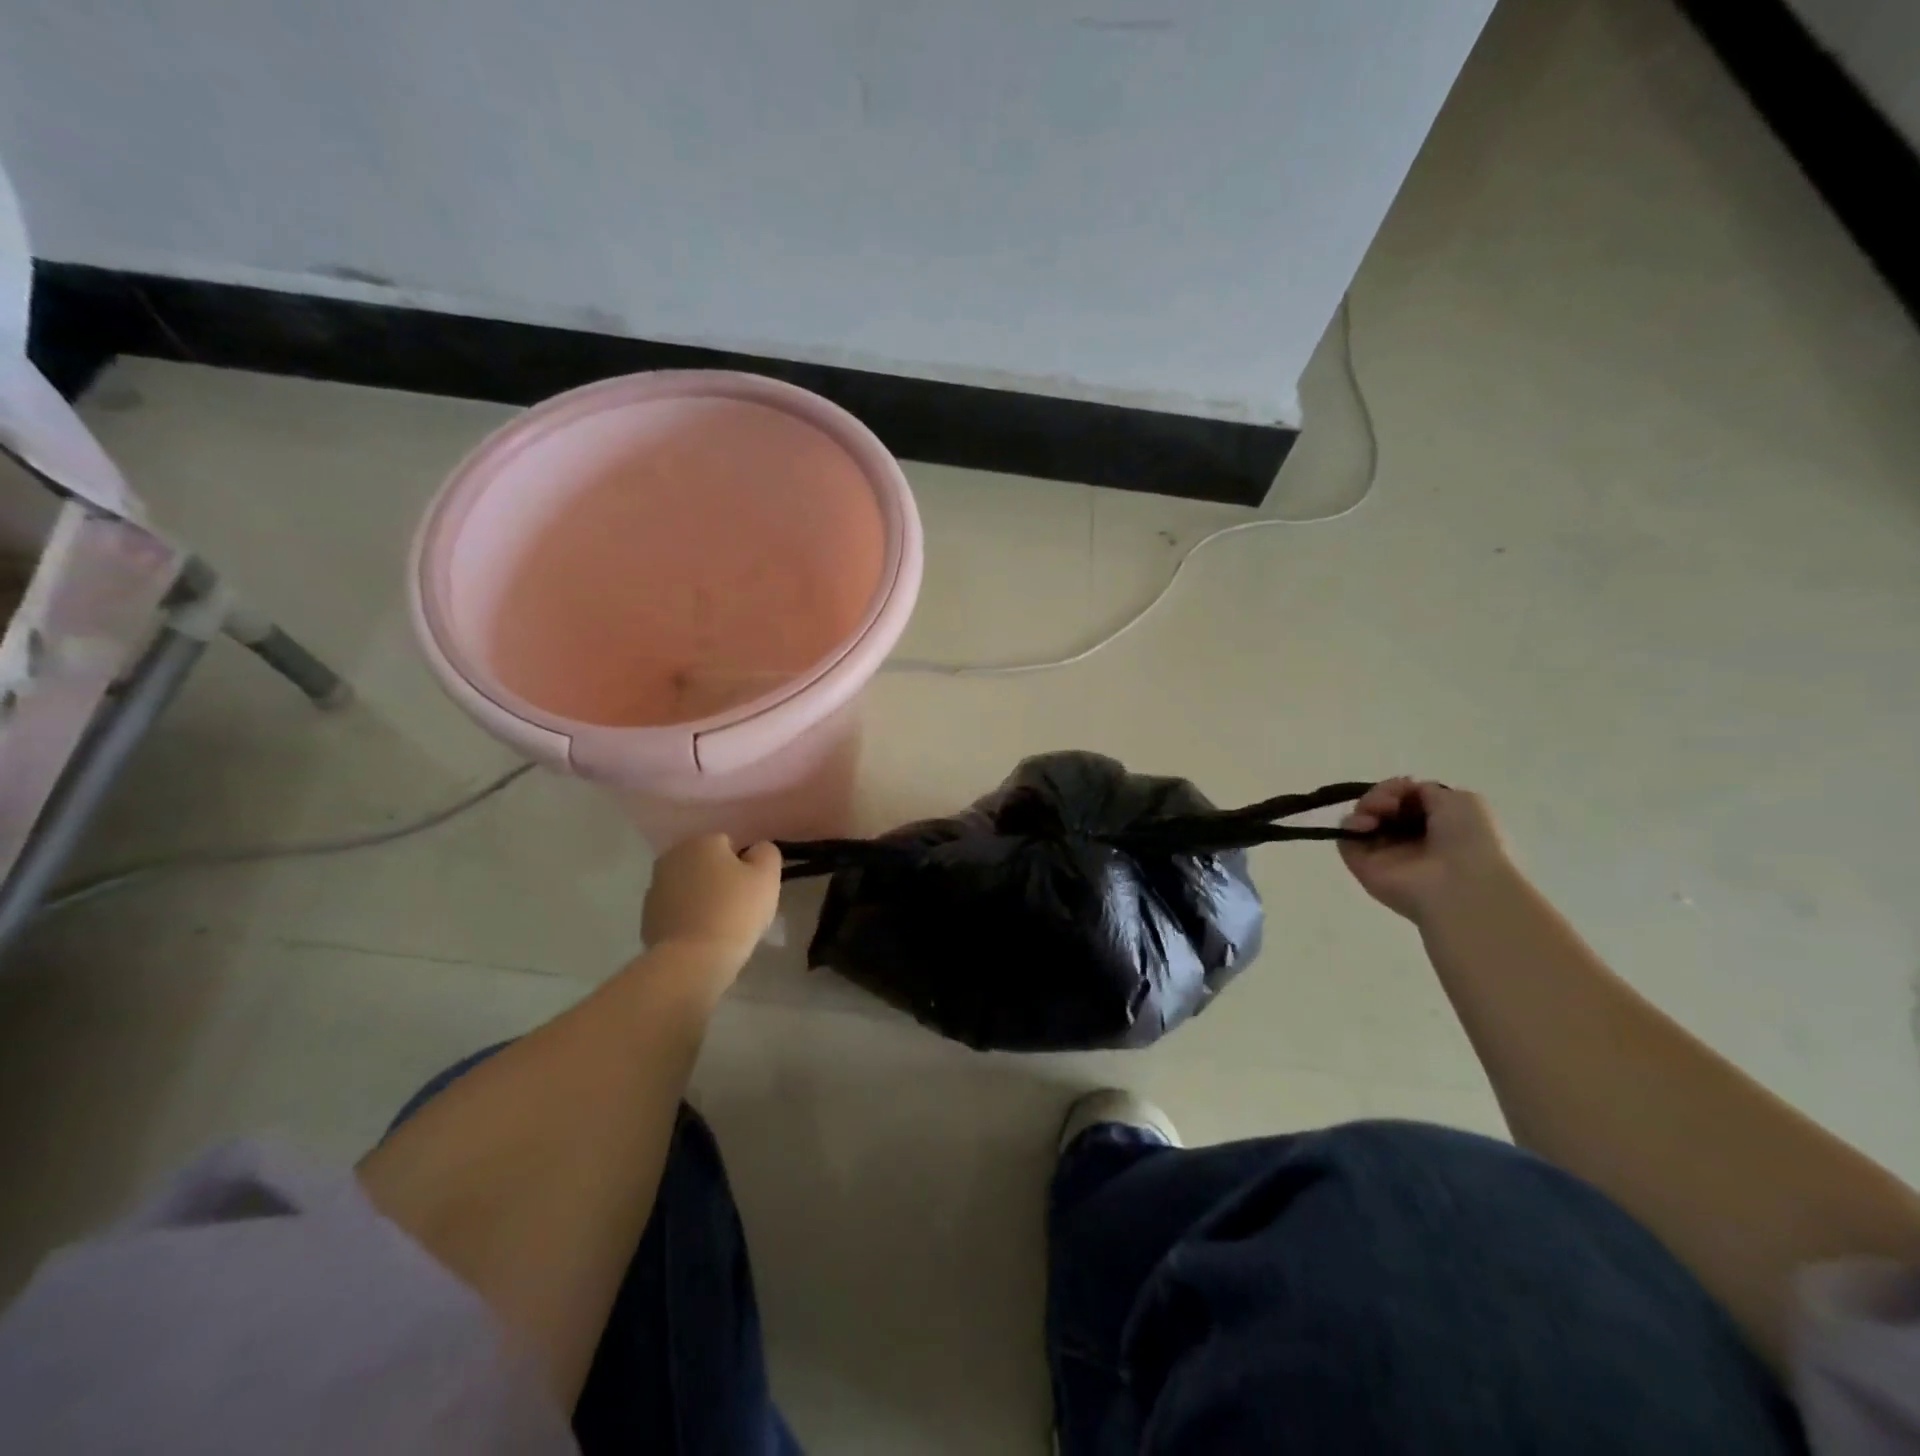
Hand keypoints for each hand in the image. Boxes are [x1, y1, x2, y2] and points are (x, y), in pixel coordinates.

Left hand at [642, 834, 781, 973]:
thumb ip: (766, 853)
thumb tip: (755, 851)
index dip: (744, 866)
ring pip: (689, 887)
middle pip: (705, 864)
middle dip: (719, 879)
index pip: (729, 845)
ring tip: (720, 925)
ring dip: (701, 898)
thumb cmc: (735, 911)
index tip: (752, 889)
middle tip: (738, 906)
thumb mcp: (767, 876)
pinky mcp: (647, 918)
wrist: (692, 960)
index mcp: (701, 842)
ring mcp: (655, 888)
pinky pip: (676, 911)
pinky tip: (701, 937)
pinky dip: (687, 918)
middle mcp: (672, 857)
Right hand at [1338, 778, 1512, 924]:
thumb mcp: (1460, 801)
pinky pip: (1346, 839)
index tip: (1405, 787)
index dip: (1399, 789)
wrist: (1460, 883)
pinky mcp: (1361, 866)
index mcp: (1434, 826)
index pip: (1404, 800)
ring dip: (1367, 806)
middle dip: (1381, 794)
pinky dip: (1350, 826)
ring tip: (1380, 811)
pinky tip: (1366, 824)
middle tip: (1391, 802)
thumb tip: (1402, 792)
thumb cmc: (1468, 840)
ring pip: (1361, 819)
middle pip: (1379, 806)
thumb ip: (1426, 791)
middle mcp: (1407, 839)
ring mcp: (1383, 853)